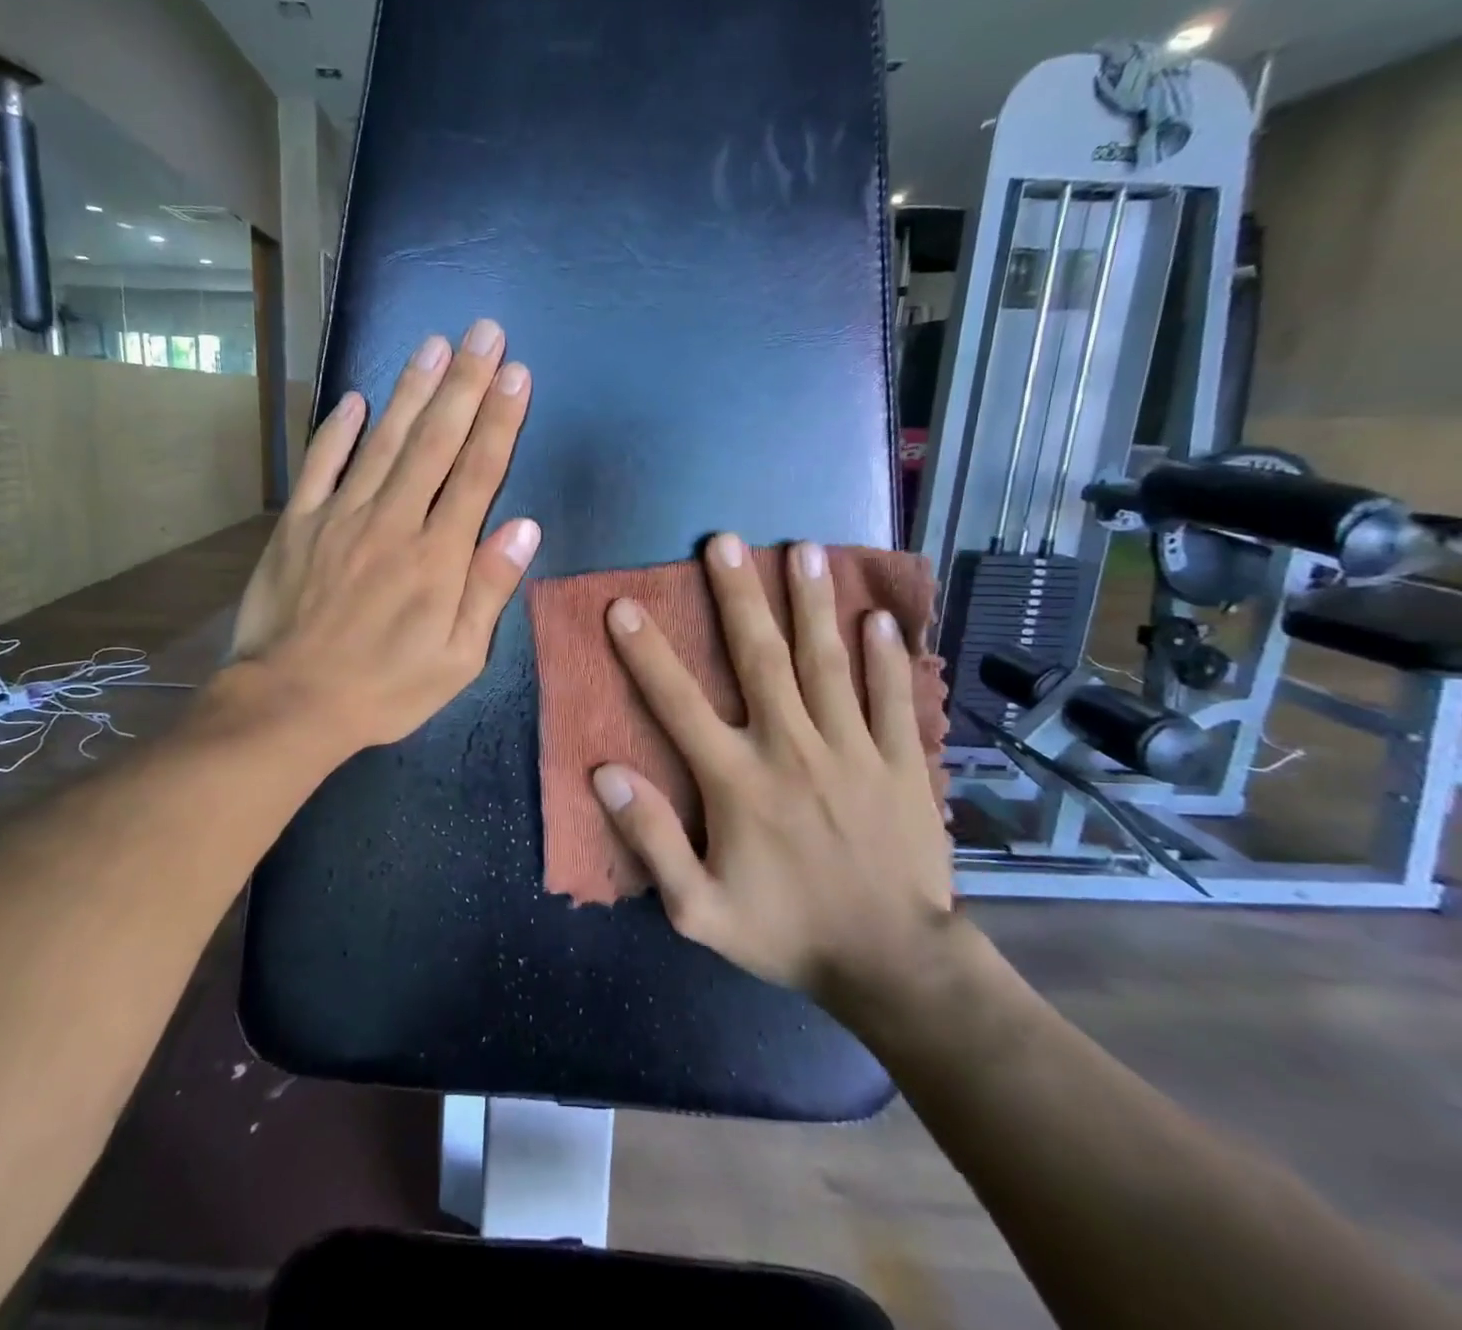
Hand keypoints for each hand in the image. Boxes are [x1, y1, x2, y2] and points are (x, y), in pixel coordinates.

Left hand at [229, 320, 539, 753]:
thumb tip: (524, 528)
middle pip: (435, 441)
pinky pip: (320, 465)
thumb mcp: (457, 660)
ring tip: (435, 343)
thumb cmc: (385, 689)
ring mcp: (341, 517)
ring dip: (411, 389)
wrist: (291, 703)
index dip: (500, 420)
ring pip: (383, 440)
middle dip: (465, 383)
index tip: (517, 373)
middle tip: (484, 332)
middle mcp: (393, 522)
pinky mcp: (299, 523)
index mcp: (438, 556)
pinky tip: (353, 398)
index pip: (477, 474)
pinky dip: (336, 429)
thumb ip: (489, 590)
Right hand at [590, 534, 952, 1020]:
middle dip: (740, 597)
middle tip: (725, 542)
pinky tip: (876, 617)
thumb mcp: (699, 909)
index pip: (679, 703)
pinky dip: (884, 657)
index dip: (647, 653)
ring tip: (804, 550)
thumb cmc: (786, 932)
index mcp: (738, 780)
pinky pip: (892, 699)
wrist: (892, 965)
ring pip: (828, 663)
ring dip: (812, 604)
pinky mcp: (901, 763)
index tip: (624, 606)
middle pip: (761, 658)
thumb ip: (651, 838)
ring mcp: (853, 750)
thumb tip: (605, 772)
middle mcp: (792, 748)